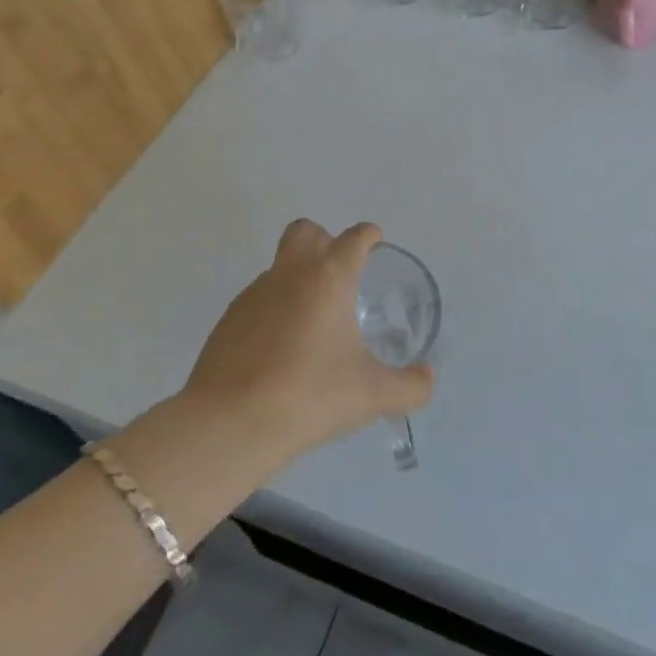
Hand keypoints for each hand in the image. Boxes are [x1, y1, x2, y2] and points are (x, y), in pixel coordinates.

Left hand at [179, 219, 433, 466]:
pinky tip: (281, 348)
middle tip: (341, 273)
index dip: (368, 235)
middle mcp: (290, 275)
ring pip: (279, 266)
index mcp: (329, 279)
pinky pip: (258, 299)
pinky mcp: (228, 320)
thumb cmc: (310, 396)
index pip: (353, 238)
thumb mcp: (372, 396)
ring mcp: (253, 295)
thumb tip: (427, 379)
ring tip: (313, 322)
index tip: (375, 242)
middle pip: (305, 231)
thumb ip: (410, 386)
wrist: (231, 424)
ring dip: (298, 278)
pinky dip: (274, 310)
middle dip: (325, 240)